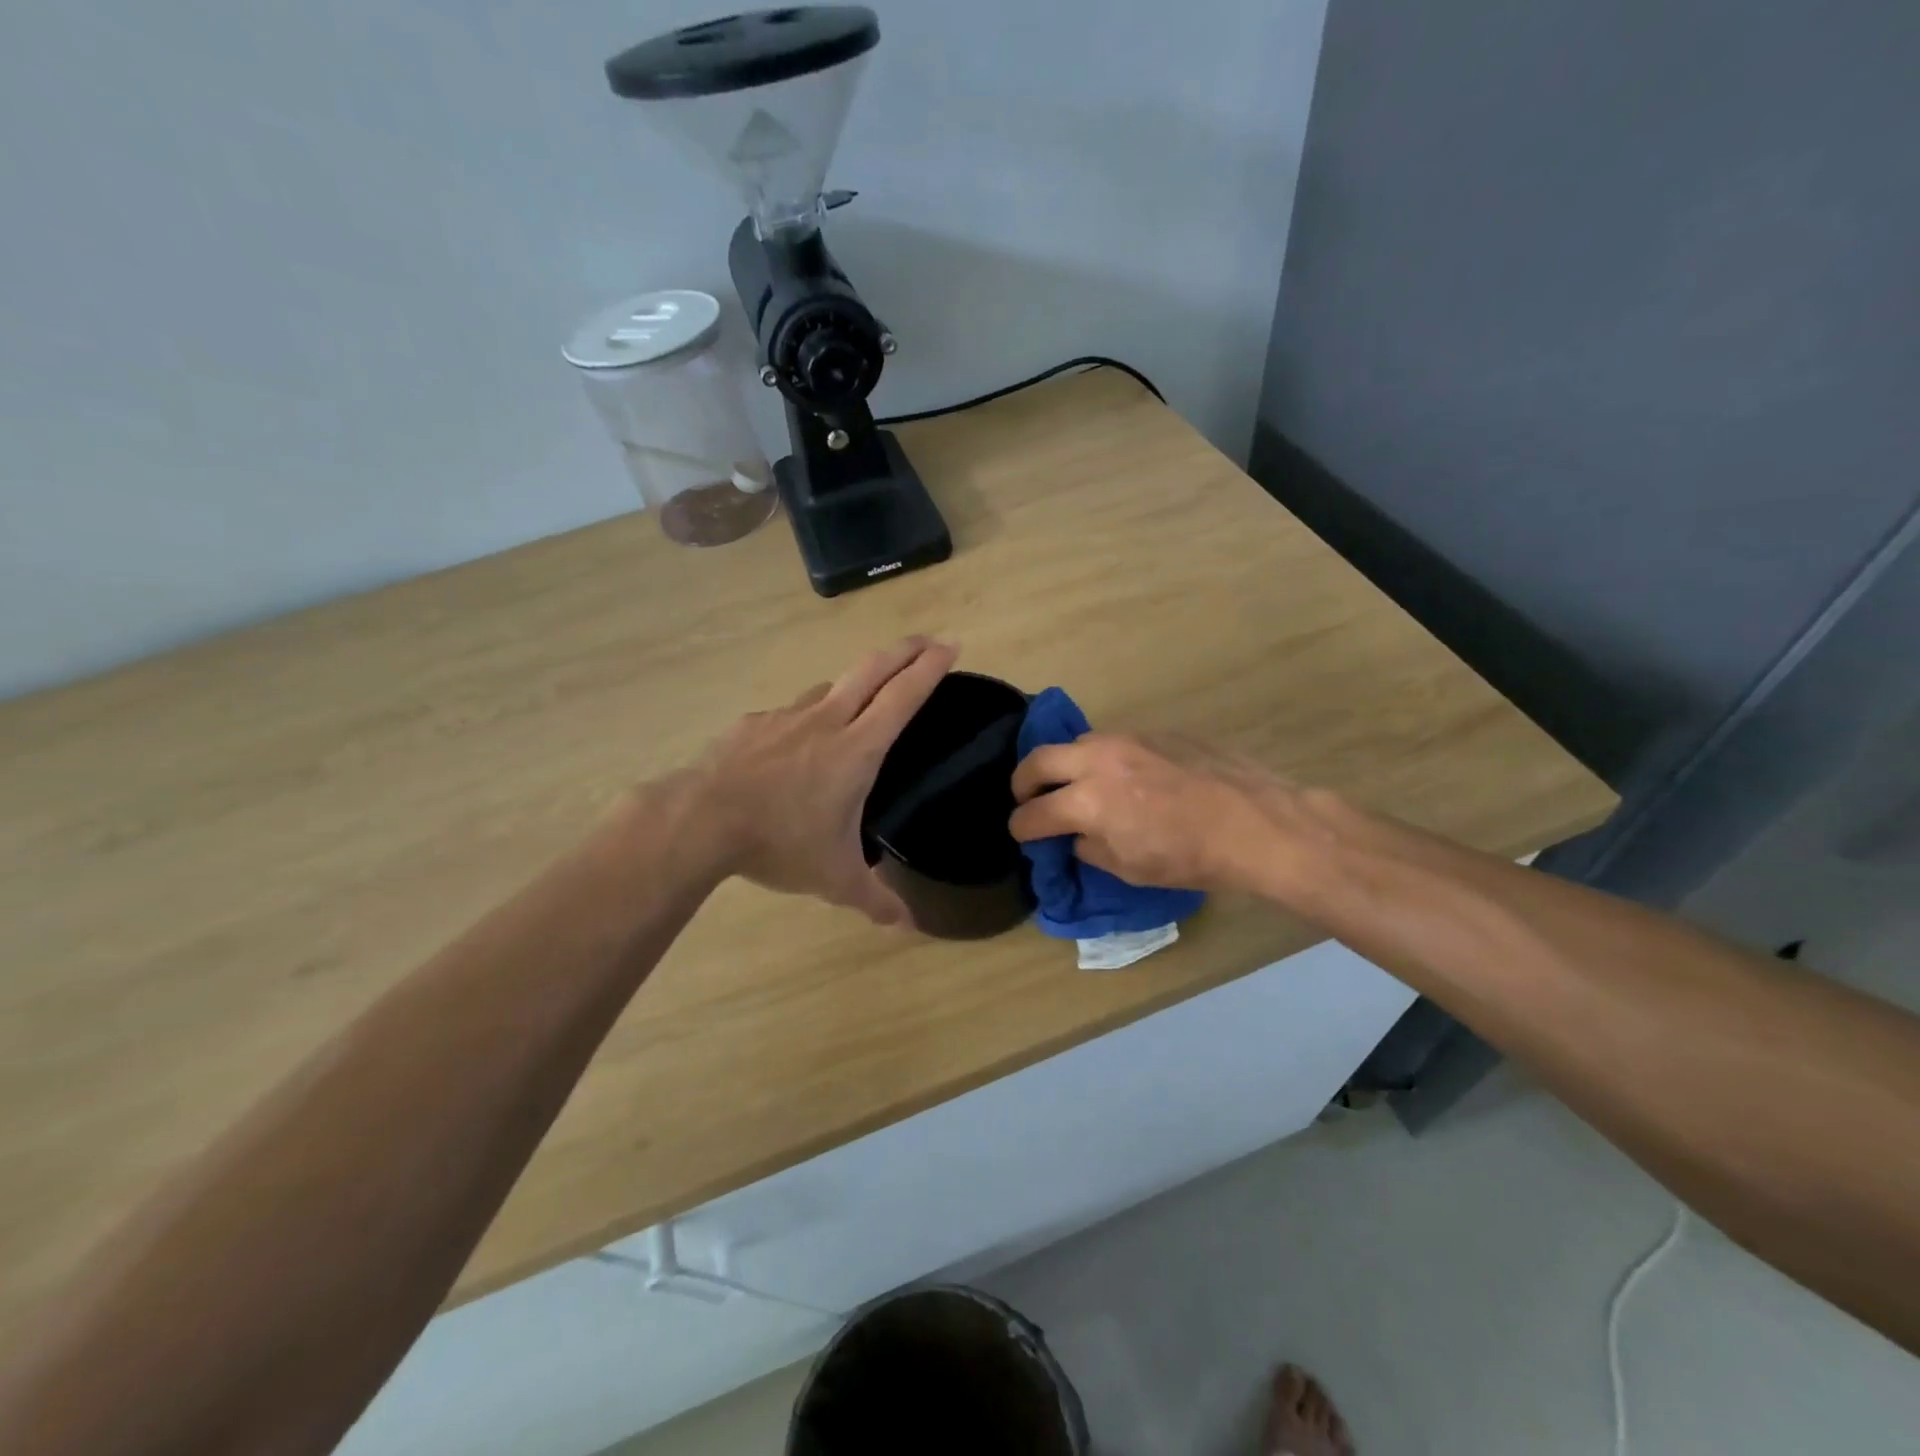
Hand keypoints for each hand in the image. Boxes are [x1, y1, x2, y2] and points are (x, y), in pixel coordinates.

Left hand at [686, 637, 958, 924]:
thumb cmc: (779, 843)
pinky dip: (806, 718)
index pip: (903, 696)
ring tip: (863, 697)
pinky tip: (795, 744)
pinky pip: (790, 713)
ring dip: (855, 682)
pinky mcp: (754, 723)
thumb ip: (874, 899)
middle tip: (928, 639)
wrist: (700, 820)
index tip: (951, 645)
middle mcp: (827, 720)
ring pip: (830, 687)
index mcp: (857, 748)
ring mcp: (786, 717)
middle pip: (872, 669)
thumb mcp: (834, 878)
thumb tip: (907, 927)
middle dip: (905, 650)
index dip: (930, 668)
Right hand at [1008, 733, 1300, 893]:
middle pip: (1039, 760)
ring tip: (1075, 784)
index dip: (1021, 826)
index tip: (1021, 832)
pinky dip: (1101, 760)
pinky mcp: (1153, 732)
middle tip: (1026, 797)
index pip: (1034, 812)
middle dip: (1023, 782)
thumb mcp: (1130, 868)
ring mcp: (1126, 740)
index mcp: (1088, 801)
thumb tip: (1075, 835)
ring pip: (1076, 745)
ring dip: (1064, 765)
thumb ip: (1089, 847)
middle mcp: (1098, 761)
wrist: (1253, 822)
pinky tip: (1123, 777)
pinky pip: (1112, 742)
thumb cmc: (1189, 857)